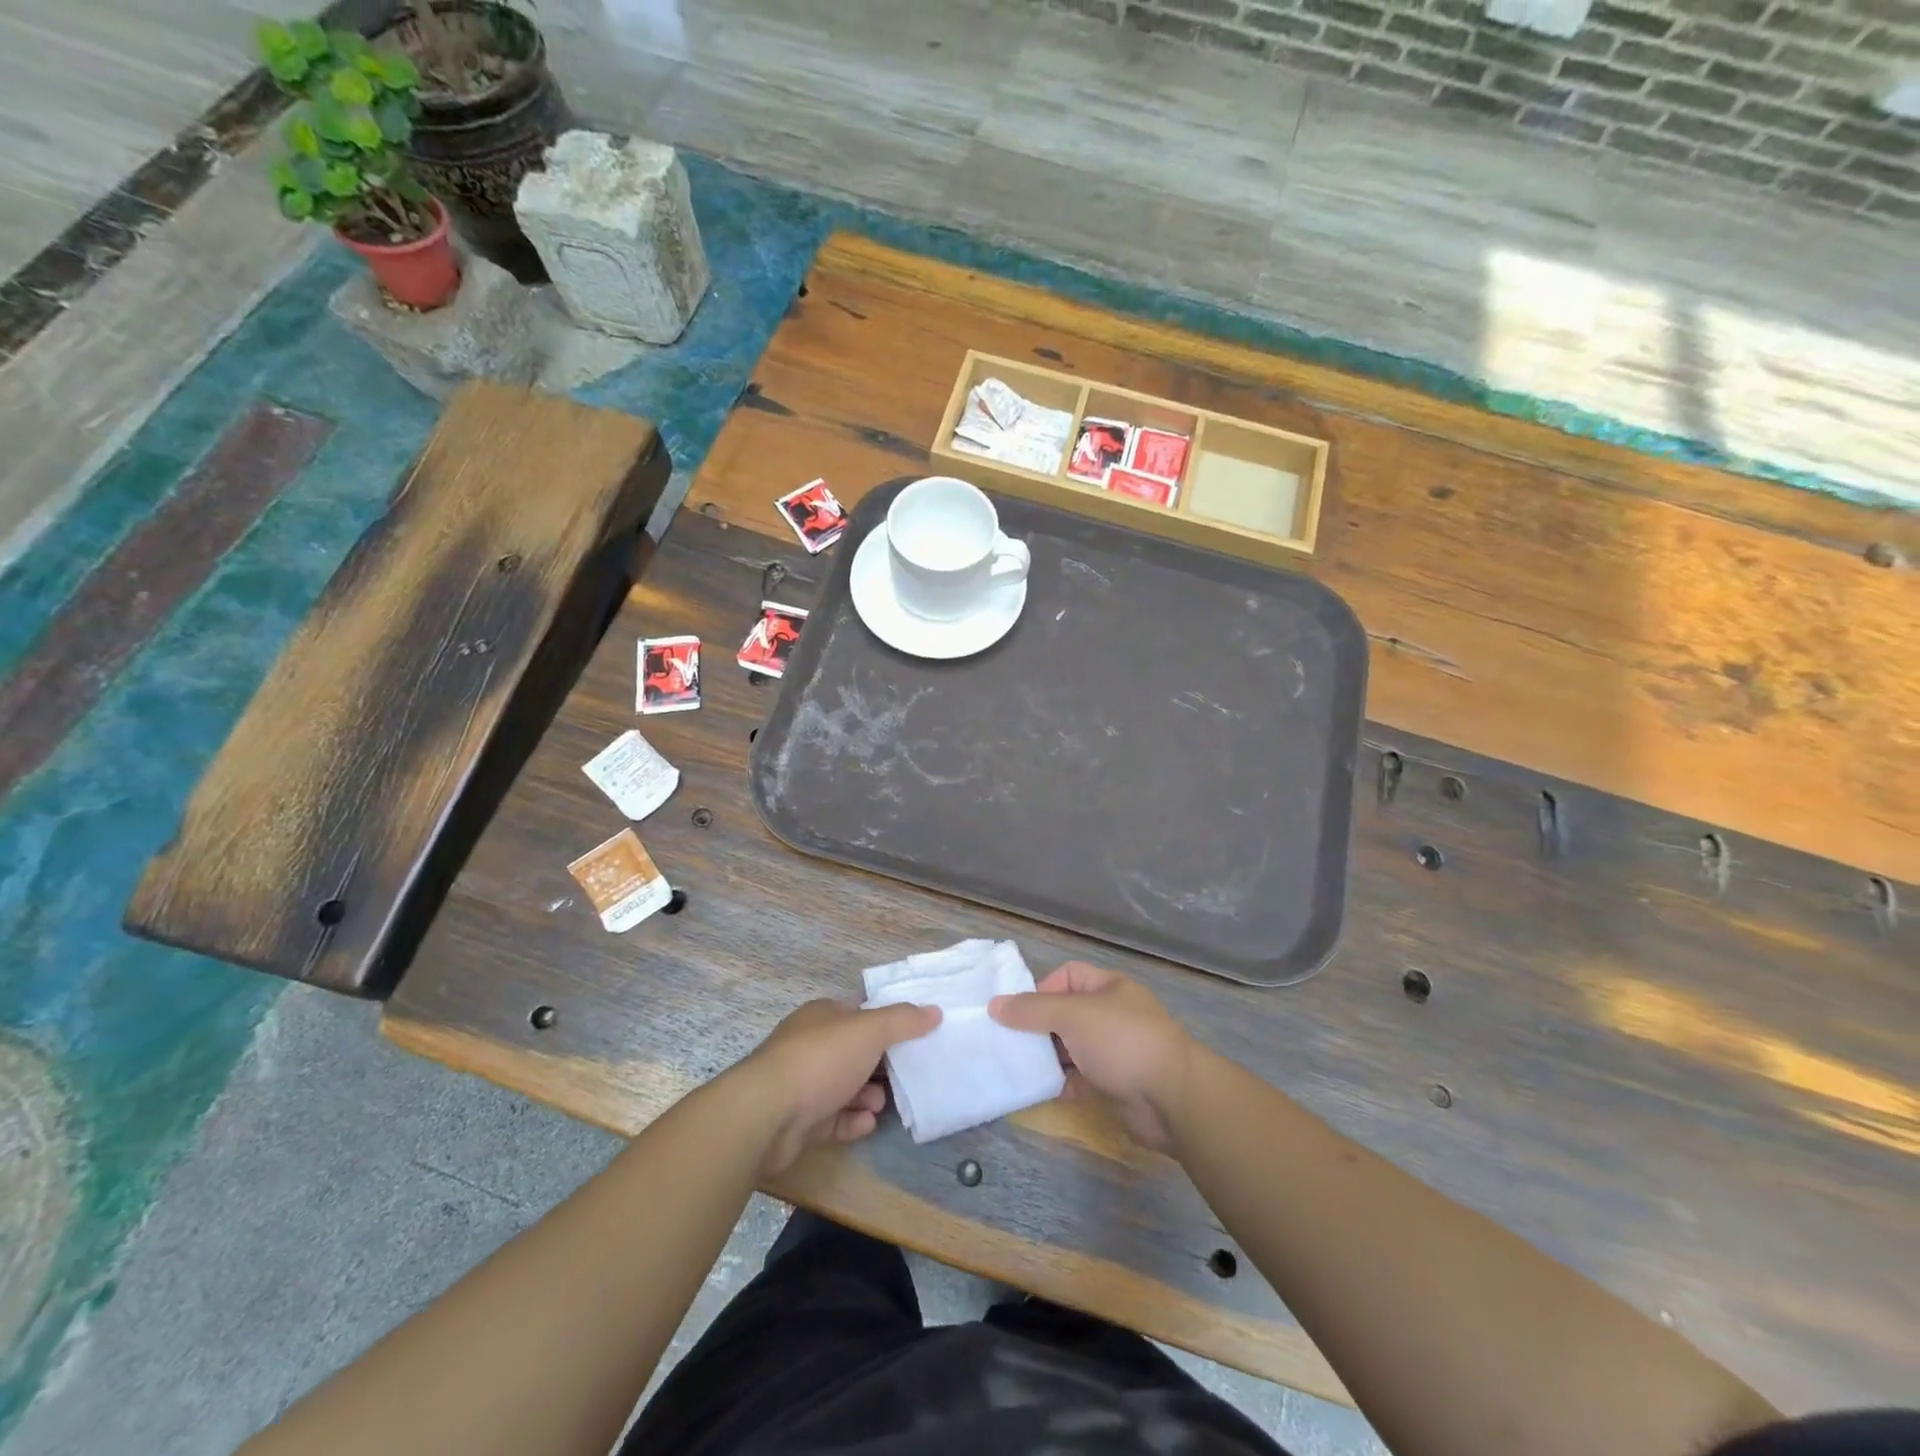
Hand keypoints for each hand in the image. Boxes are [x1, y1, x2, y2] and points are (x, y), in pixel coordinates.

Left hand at [740, 999, 940, 1174]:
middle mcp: (809, 1046)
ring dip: (867, 1095)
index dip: (885, 1023)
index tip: (913, 1037)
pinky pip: (832, 1119)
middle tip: (904, 1076)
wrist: (766, 1115)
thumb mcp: (869, 1030)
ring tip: (883, 1104)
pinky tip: (868, 1124)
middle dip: (879, 1065)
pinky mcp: (796, 1122)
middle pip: (852, 1052)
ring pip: (843, 1087)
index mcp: (822, 1017)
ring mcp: (800, 1085)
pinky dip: (852, 1121)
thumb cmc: (821, 1060)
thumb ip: (904, 1020)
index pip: (858, 1013)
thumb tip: (934, 1010)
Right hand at [990, 962, 1194, 1151]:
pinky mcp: (1112, 1085)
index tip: (1018, 1012)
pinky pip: (1078, 1079)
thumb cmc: (1122, 1041)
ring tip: (1017, 1066)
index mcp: (1108, 987)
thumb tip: (995, 1005)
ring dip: (1046, 1057)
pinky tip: (1038, 1090)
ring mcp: (1113, 1051)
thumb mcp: (1072, 1015)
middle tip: (1008, 1042)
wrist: (1172, 1098)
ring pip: (1069, 1048)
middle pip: (1064, 1014)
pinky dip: (1059, 1083)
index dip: (1041, 989)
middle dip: (1037, 1027)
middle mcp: (1110, 1015)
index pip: (1067, 976)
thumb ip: (1032, 1010)